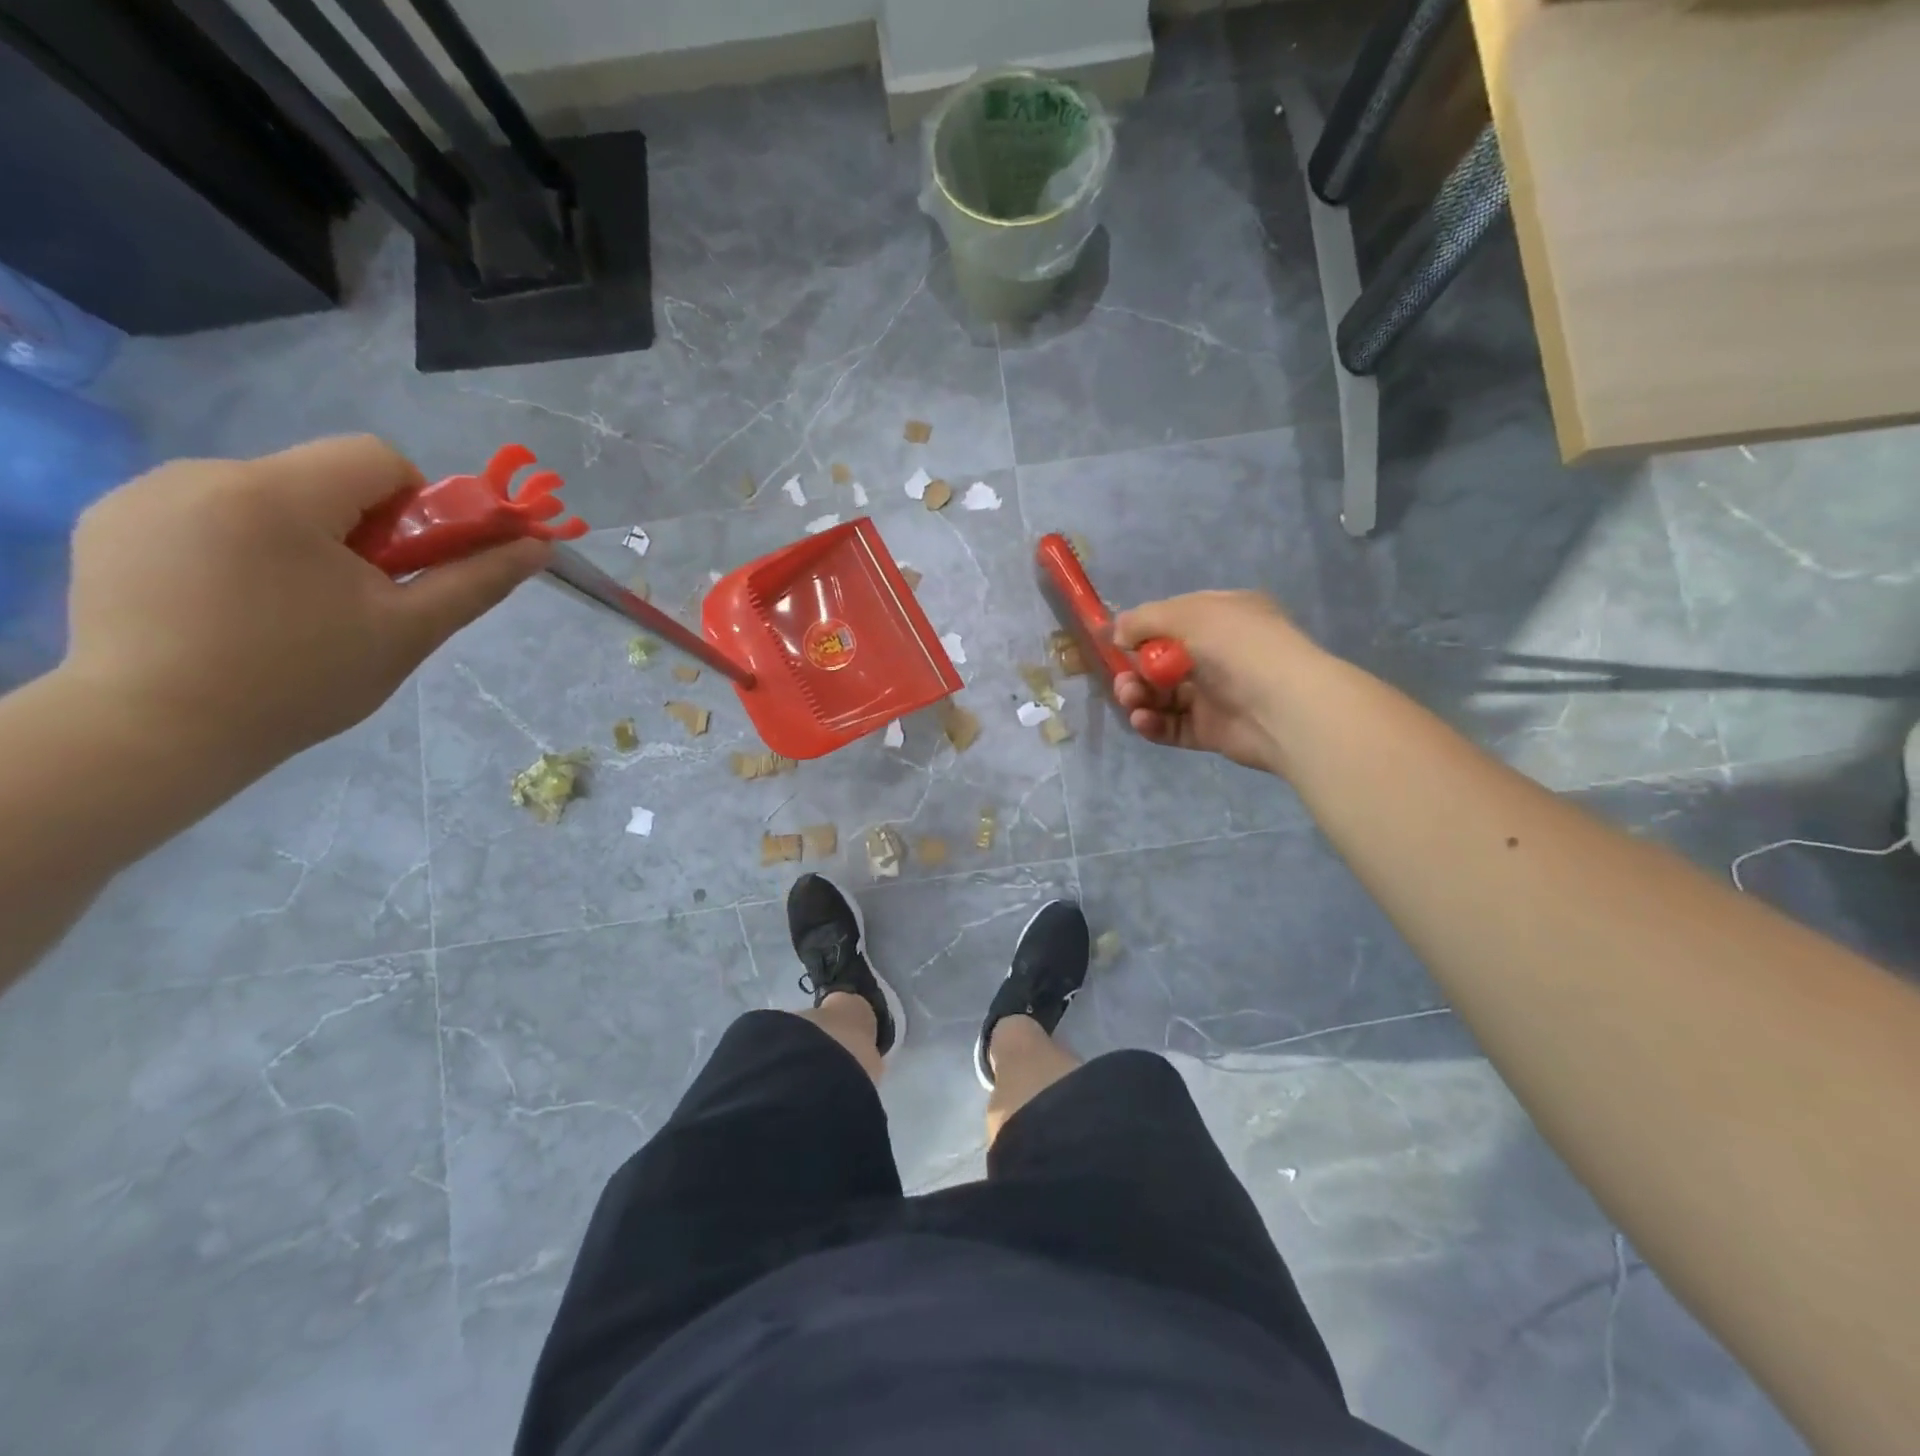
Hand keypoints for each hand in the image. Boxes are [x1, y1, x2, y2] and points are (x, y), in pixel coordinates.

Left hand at [62, 436, 548, 773]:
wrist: (154, 733)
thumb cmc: (301, 680)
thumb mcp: (409, 631)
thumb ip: (476, 579)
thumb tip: (537, 545)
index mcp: (279, 494)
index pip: (377, 457)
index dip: (413, 505)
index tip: (404, 565)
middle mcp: (204, 473)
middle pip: (320, 477)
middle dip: (355, 528)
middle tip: (353, 598)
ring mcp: (144, 495)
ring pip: (265, 495)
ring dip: (297, 537)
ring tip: (287, 608)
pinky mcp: (109, 522)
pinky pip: (206, 512)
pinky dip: (239, 545)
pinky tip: (230, 604)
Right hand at [1111, 590, 1320, 774]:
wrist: (1284, 706)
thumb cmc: (1237, 647)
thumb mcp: (1188, 614)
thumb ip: (1144, 619)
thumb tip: (1116, 633)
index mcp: (1224, 617)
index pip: (1174, 619)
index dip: (1144, 630)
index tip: (1118, 642)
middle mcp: (1221, 654)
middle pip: (1163, 661)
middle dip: (1135, 670)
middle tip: (1124, 681)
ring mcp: (1216, 694)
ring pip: (1164, 695)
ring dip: (1140, 696)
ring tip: (1131, 700)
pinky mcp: (1211, 730)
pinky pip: (1173, 726)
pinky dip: (1153, 723)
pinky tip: (1143, 720)